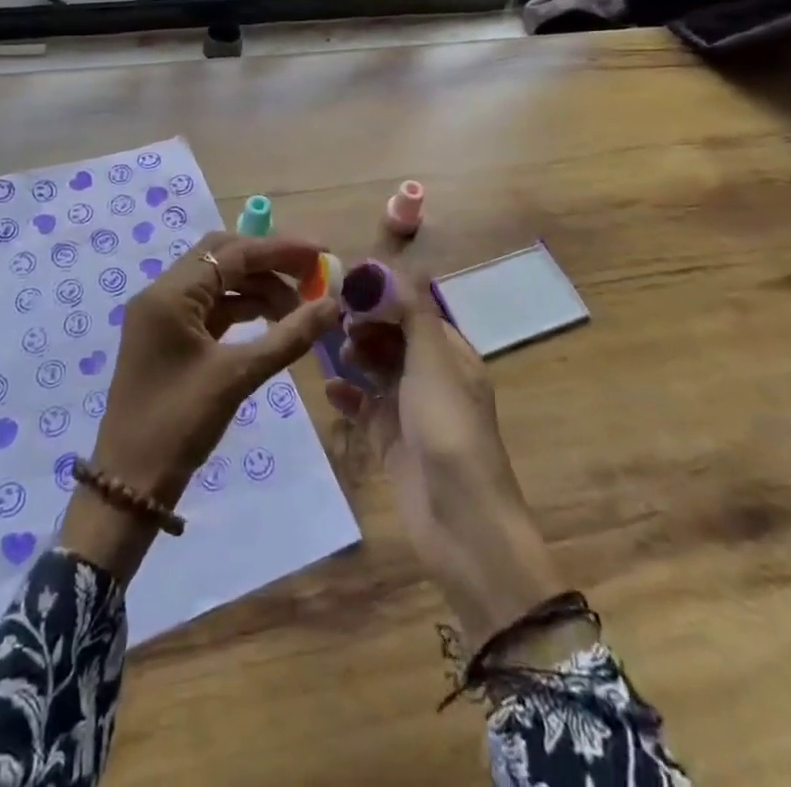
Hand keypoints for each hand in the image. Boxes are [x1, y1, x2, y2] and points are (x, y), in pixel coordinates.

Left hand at [60, 231, 338, 581]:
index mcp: (170, 294)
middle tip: (311, 276)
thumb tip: (332, 306)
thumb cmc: (178, 424)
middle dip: (269, 262)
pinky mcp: (168, 338)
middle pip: (222, 257)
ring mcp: (163, 316)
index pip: (232, 253)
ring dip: (258, 288)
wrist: (128, 484)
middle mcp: (162, 293)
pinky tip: (273, 322)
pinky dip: (242, 309)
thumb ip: (287, 337)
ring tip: (299, 310)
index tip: (321, 255)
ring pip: (218, 283)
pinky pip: (210, 308)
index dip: (279, 250)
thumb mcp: (237, 377)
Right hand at [326, 268, 561, 648]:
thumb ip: (412, 312)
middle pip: (393, 338)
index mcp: (451, 355)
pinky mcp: (391, 442)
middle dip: (365, 324)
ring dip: (355, 356)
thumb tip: (394, 266)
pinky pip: (364, 408)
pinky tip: (329, 390)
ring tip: (332, 352)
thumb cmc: (449, 429)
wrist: (461, 523)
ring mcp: (410, 411)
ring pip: (377, 370)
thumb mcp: (434, 361)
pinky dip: (348, 396)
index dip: (383, 295)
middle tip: (333, 319)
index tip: (346, 282)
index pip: (414, 310)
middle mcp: (432, 378)